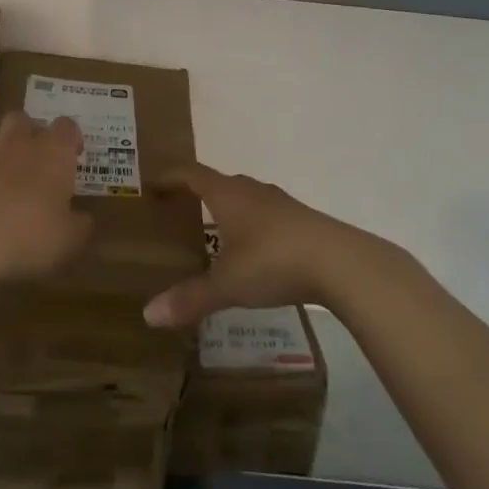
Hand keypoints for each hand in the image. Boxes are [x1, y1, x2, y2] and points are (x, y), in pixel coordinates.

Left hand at [0, 111, 92, 283]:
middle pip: (20, 118)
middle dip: (26, 131)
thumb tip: (84, 219)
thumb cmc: (32, 235)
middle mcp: (16, 145)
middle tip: (34, 157)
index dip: (71, 137)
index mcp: (52, 153)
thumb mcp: (71, 238)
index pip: (66, 126)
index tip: (74, 155)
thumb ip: (80, 224)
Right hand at [143, 163, 375, 327]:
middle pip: (219, 183)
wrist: (340, 262)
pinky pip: (266, 216)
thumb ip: (190, 298)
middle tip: (179, 213)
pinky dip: (252, 227)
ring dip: (228, 210)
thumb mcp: (227, 284)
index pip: (191, 174)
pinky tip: (254, 252)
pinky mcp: (302, 221)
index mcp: (227, 194)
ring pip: (245, 199)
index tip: (152, 183)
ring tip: (214, 233)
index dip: (170, 176)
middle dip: (198, 194)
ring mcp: (280, 203)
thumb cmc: (273, 261)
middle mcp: (252, 190)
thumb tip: (148, 315)